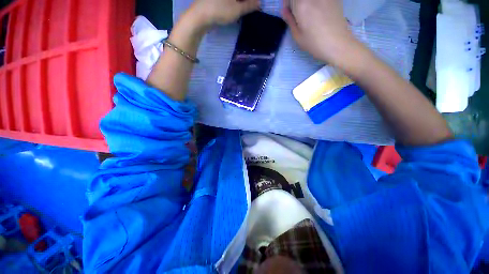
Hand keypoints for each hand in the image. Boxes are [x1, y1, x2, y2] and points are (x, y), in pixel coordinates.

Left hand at [188, 0, 259, 27]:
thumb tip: (259, 3)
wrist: (199, 16)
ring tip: (244, 9)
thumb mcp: (237, 10)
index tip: (256, 5)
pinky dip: (234, 3)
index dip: (252, 1)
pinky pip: (228, 1)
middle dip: (246, 2)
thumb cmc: (219, 11)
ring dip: (240, 3)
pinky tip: (236, 9)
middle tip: (252, 8)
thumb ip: (249, 6)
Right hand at [282, 0, 361, 66]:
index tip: (288, 12)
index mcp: (301, 4)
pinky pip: (320, 1)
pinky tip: (318, 12)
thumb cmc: (314, 43)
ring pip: (310, 0)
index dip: (287, 3)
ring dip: (306, 4)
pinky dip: (316, 4)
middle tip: (297, 13)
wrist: (337, 43)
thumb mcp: (297, 36)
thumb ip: (290, 20)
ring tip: (308, 14)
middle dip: (296, 3)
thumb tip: (285, 10)